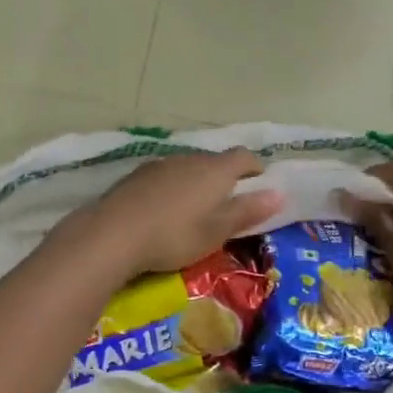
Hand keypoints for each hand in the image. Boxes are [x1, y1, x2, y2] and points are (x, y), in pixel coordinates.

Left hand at [74, 150, 282, 279]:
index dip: (255, 168)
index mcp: (215, 170)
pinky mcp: (136, 176)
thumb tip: (280, 193)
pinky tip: (164, 210)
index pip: (243, 157)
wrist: (113, 234)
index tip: (259, 183)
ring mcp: (159, 165)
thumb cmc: (174, 235)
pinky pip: (164, 177)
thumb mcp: (217, 231)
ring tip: (195, 208)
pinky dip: (172, 188)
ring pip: (187, 167)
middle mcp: (189, 159)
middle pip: (214, 161)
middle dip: (224, 177)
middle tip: (227, 202)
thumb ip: (248, 211)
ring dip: (196, 182)